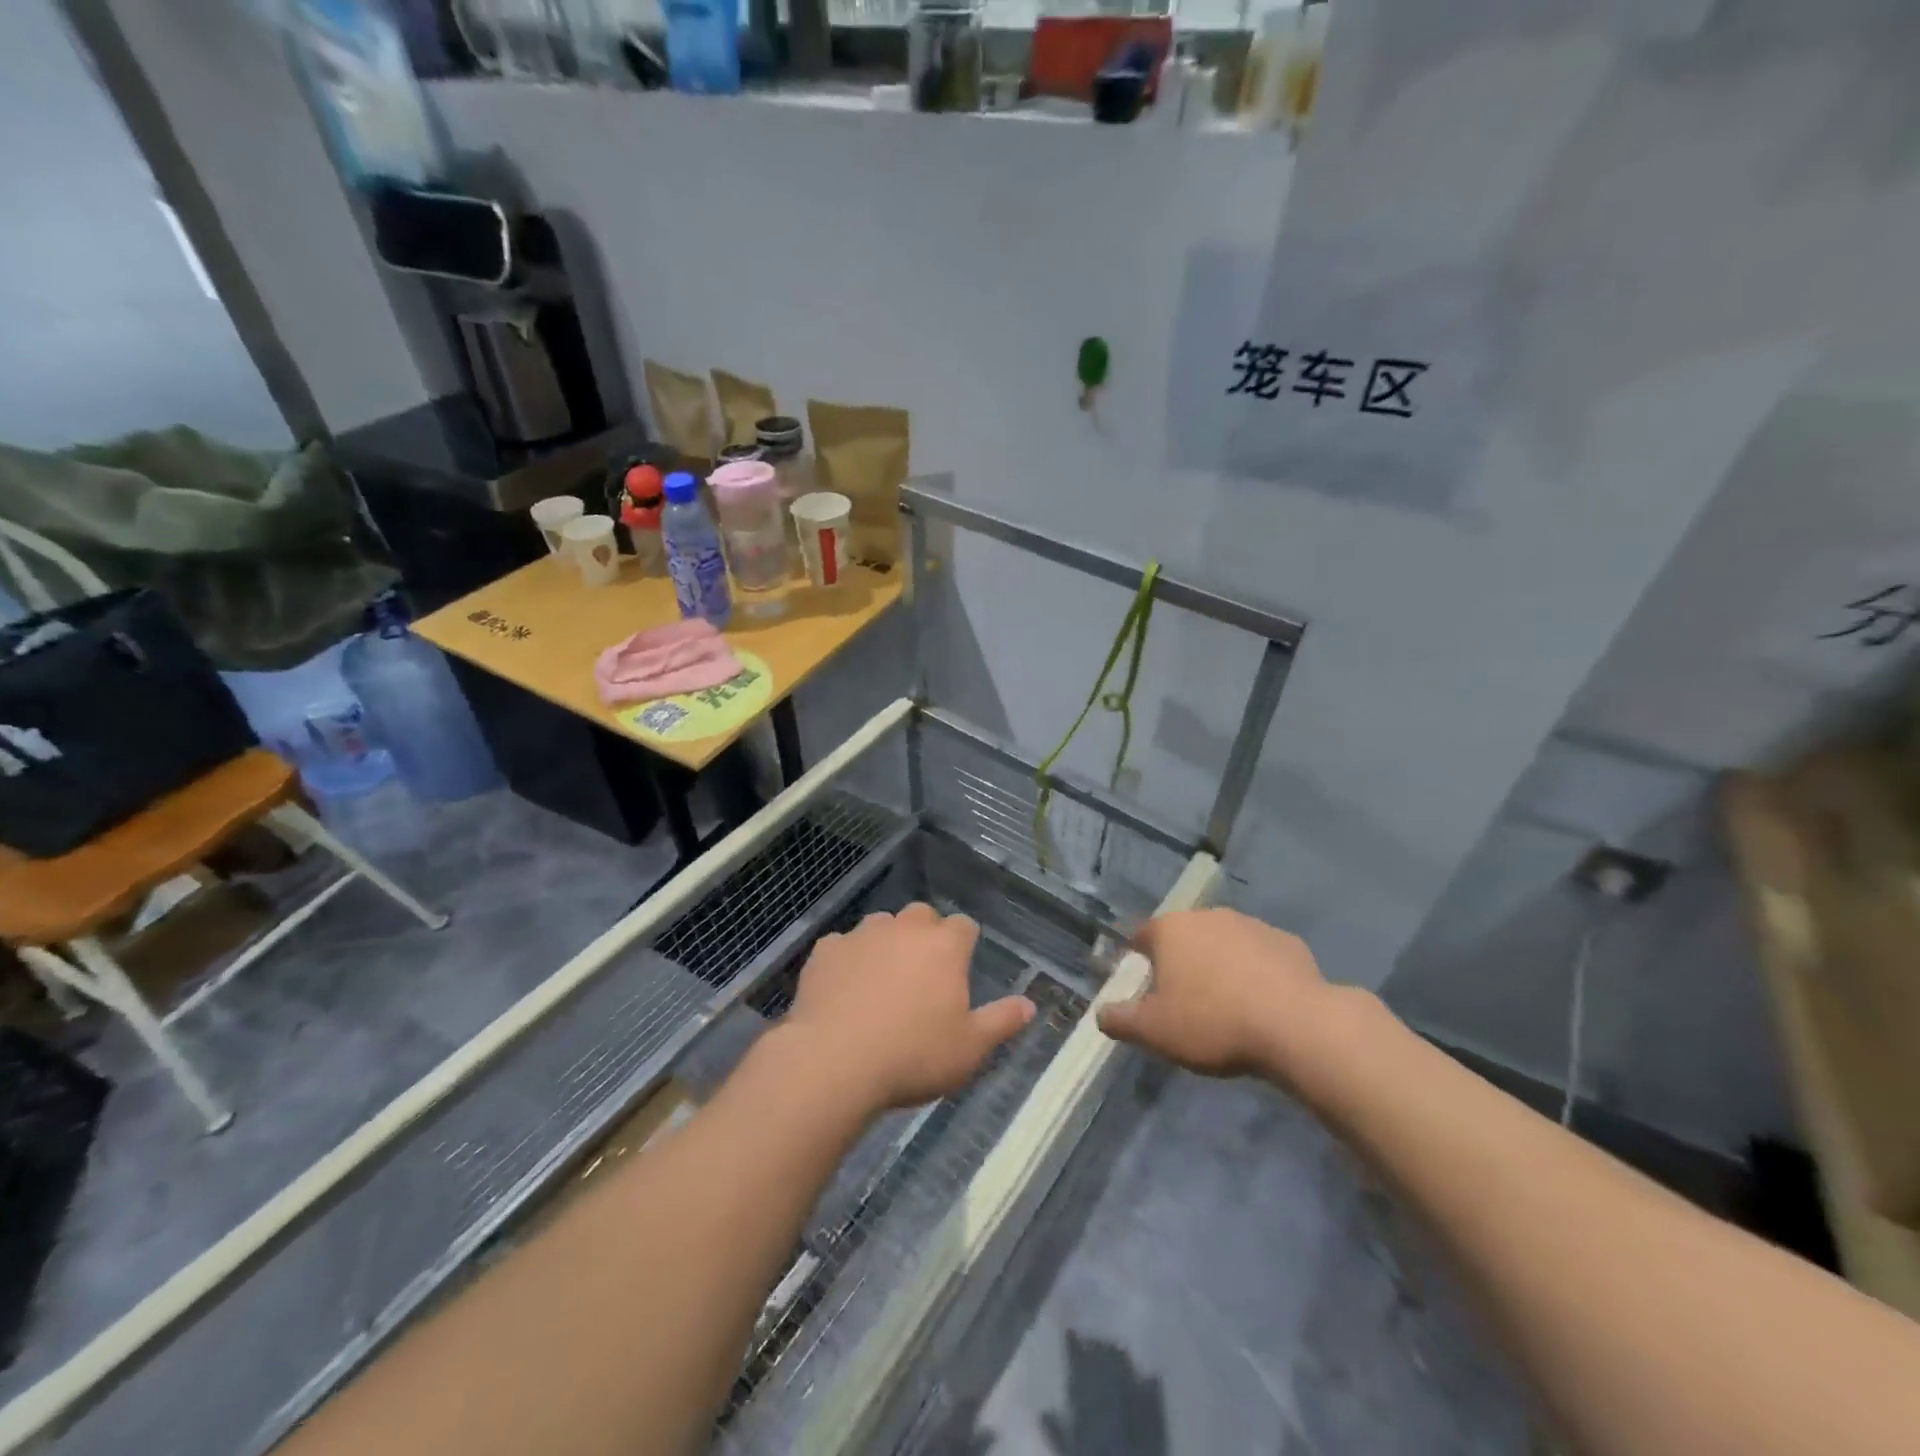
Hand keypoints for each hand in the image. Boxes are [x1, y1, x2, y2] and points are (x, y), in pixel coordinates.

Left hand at [785, 904, 1035, 1112]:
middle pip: (922, 917)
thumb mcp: (970, 1049)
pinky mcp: (825, 950)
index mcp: (944, 946)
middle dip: (926, 936)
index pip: (964, 926)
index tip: (959, 970)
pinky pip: (842, 946)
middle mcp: (905, 929)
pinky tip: (842, 990)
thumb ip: (1002, 1021)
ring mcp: (861, 935)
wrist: (834, 1063)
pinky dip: (847, 960)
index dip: (964, 945)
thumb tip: (1030, 1004)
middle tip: (923, 976)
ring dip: (886, 943)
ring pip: (881, 925)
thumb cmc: (913, 1056)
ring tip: (881, 982)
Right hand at [1097, 908, 1347, 1090]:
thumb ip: (1120, 1020)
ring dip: (1220, 965)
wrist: (1298, 1026)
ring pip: (1224, 943)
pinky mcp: (1288, 942)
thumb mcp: (1155, 1031)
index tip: (1144, 989)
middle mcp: (1208, 916)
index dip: (1139, 961)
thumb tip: (1100, 1013)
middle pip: (1184, 937)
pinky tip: (1263, 1005)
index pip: (1142, 936)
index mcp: (1171, 930)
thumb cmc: (1214, 1022)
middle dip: (1181, 962)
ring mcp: (1251, 925)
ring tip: (1227, 1006)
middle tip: (1185, 1001)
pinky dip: (1257, 973)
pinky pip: (1261, 956)